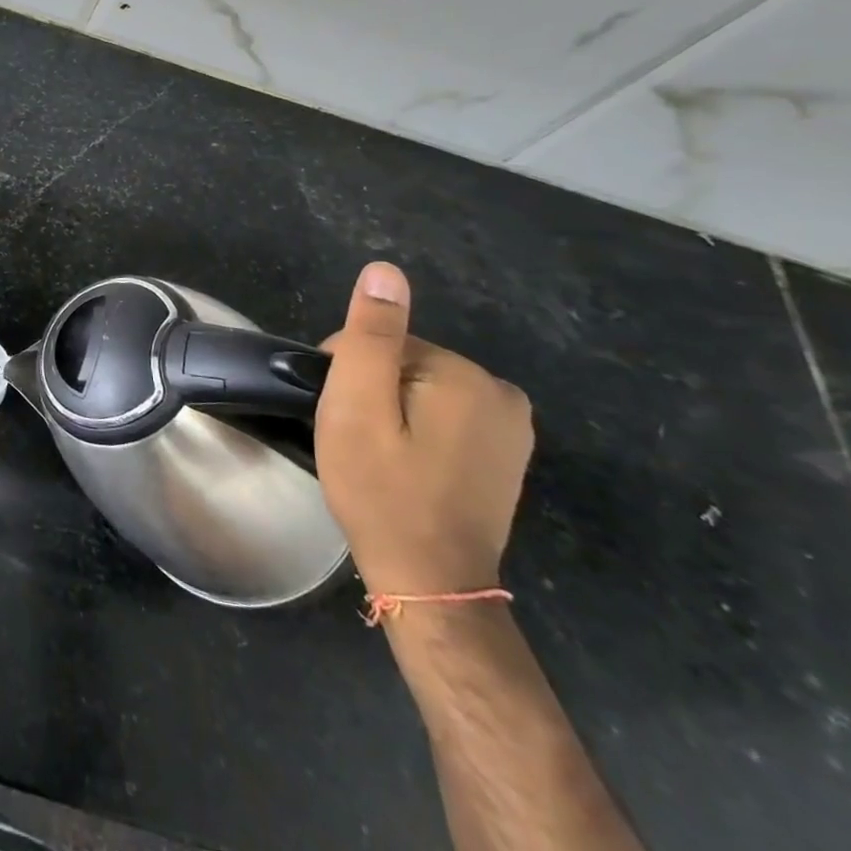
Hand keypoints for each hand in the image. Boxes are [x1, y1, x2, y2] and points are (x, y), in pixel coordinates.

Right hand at [314, 262, 533, 596]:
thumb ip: (371, 335)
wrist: (431, 580)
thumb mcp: (358, 407)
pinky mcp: (506, 452)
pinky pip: (445, 414)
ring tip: (381, 455)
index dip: (346, 374)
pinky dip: (419, 430)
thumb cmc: (382, 489)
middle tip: (358, 439)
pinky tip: (409, 464)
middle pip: (403, 363)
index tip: (339, 416)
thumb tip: (385, 270)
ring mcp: (511, 425)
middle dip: (371, 391)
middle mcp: (500, 391)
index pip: (379, 342)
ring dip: (392, 411)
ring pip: (421, 388)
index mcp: (464, 374)